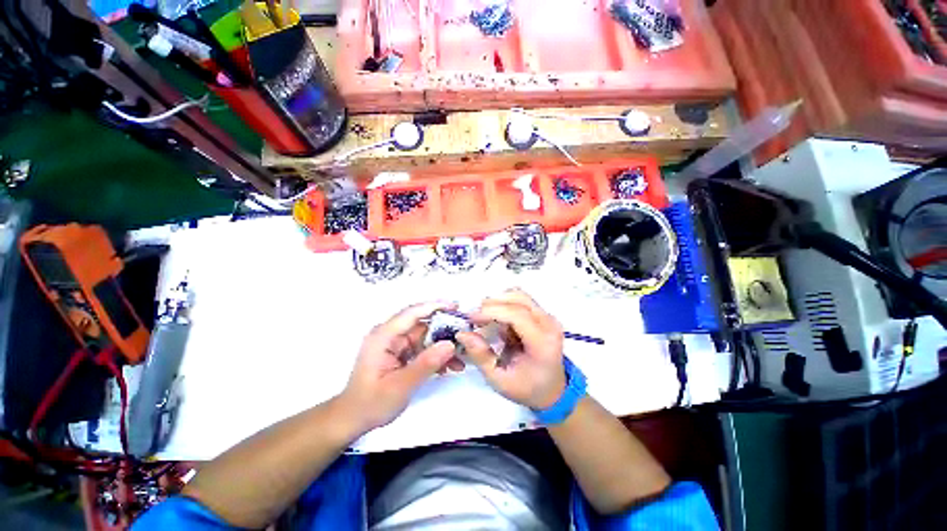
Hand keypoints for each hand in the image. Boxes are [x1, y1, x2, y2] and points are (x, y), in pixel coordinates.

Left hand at [339, 302, 460, 432]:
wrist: (354, 419)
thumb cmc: (371, 403)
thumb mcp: (400, 386)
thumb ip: (426, 364)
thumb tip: (450, 344)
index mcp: (384, 336)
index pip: (412, 313)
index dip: (434, 306)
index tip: (456, 306)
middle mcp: (390, 335)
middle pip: (422, 323)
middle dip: (444, 328)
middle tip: (466, 333)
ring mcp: (396, 343)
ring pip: (425, 336)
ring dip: (443, 345)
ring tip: (461, 356)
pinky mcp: (401, 352)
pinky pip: (423, 347)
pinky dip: (436, 354)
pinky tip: (450, 366)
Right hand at [456, 289, 565, 409]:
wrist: (552, 390)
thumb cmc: (527, 388)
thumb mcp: (499, 380)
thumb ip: (481, 356)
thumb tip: (463, 334)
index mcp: (542, 344)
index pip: (517, 315)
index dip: (492, 312)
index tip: (471, 318)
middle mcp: (549, 325)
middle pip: (519, 299)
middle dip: (493, 304)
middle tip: (475, 318)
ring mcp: (548, 318)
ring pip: (520, 295)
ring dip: (499, 302)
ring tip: (486, 318)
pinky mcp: (544, 314)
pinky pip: (521, 300)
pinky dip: (505, 305)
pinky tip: (499, 321)